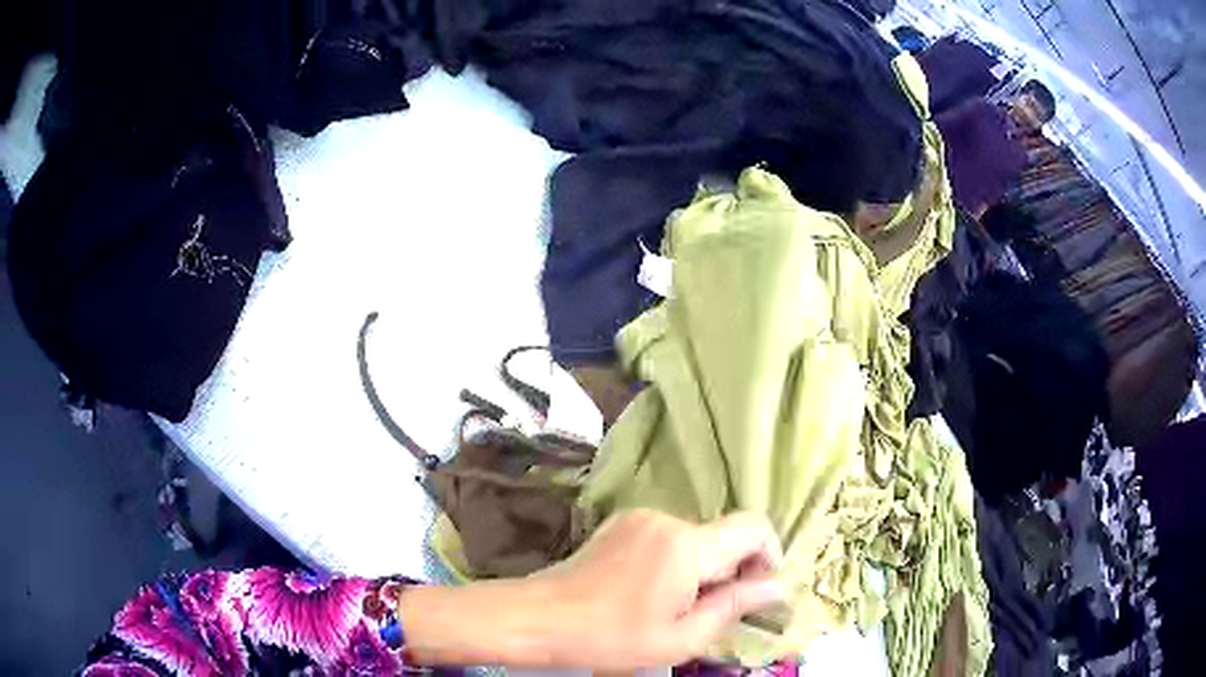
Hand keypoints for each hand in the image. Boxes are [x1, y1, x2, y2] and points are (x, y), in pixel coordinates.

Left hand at [532, 509, 786, 668]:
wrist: (539, 617)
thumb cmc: (610, 638)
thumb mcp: (681, 638)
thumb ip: (734, 607)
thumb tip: (777, 587)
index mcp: (687, 546)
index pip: (754, 527)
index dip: (768, 555)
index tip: (755, 591)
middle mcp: (667, 519)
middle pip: (725, 535)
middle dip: (732, 570)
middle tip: (711, 612)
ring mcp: (640, 517)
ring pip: (698, 538)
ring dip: (703, 568)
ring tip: (675, 606)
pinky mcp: (622, 523)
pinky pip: (670, 536)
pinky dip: (677, 560)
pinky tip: (651, 592)